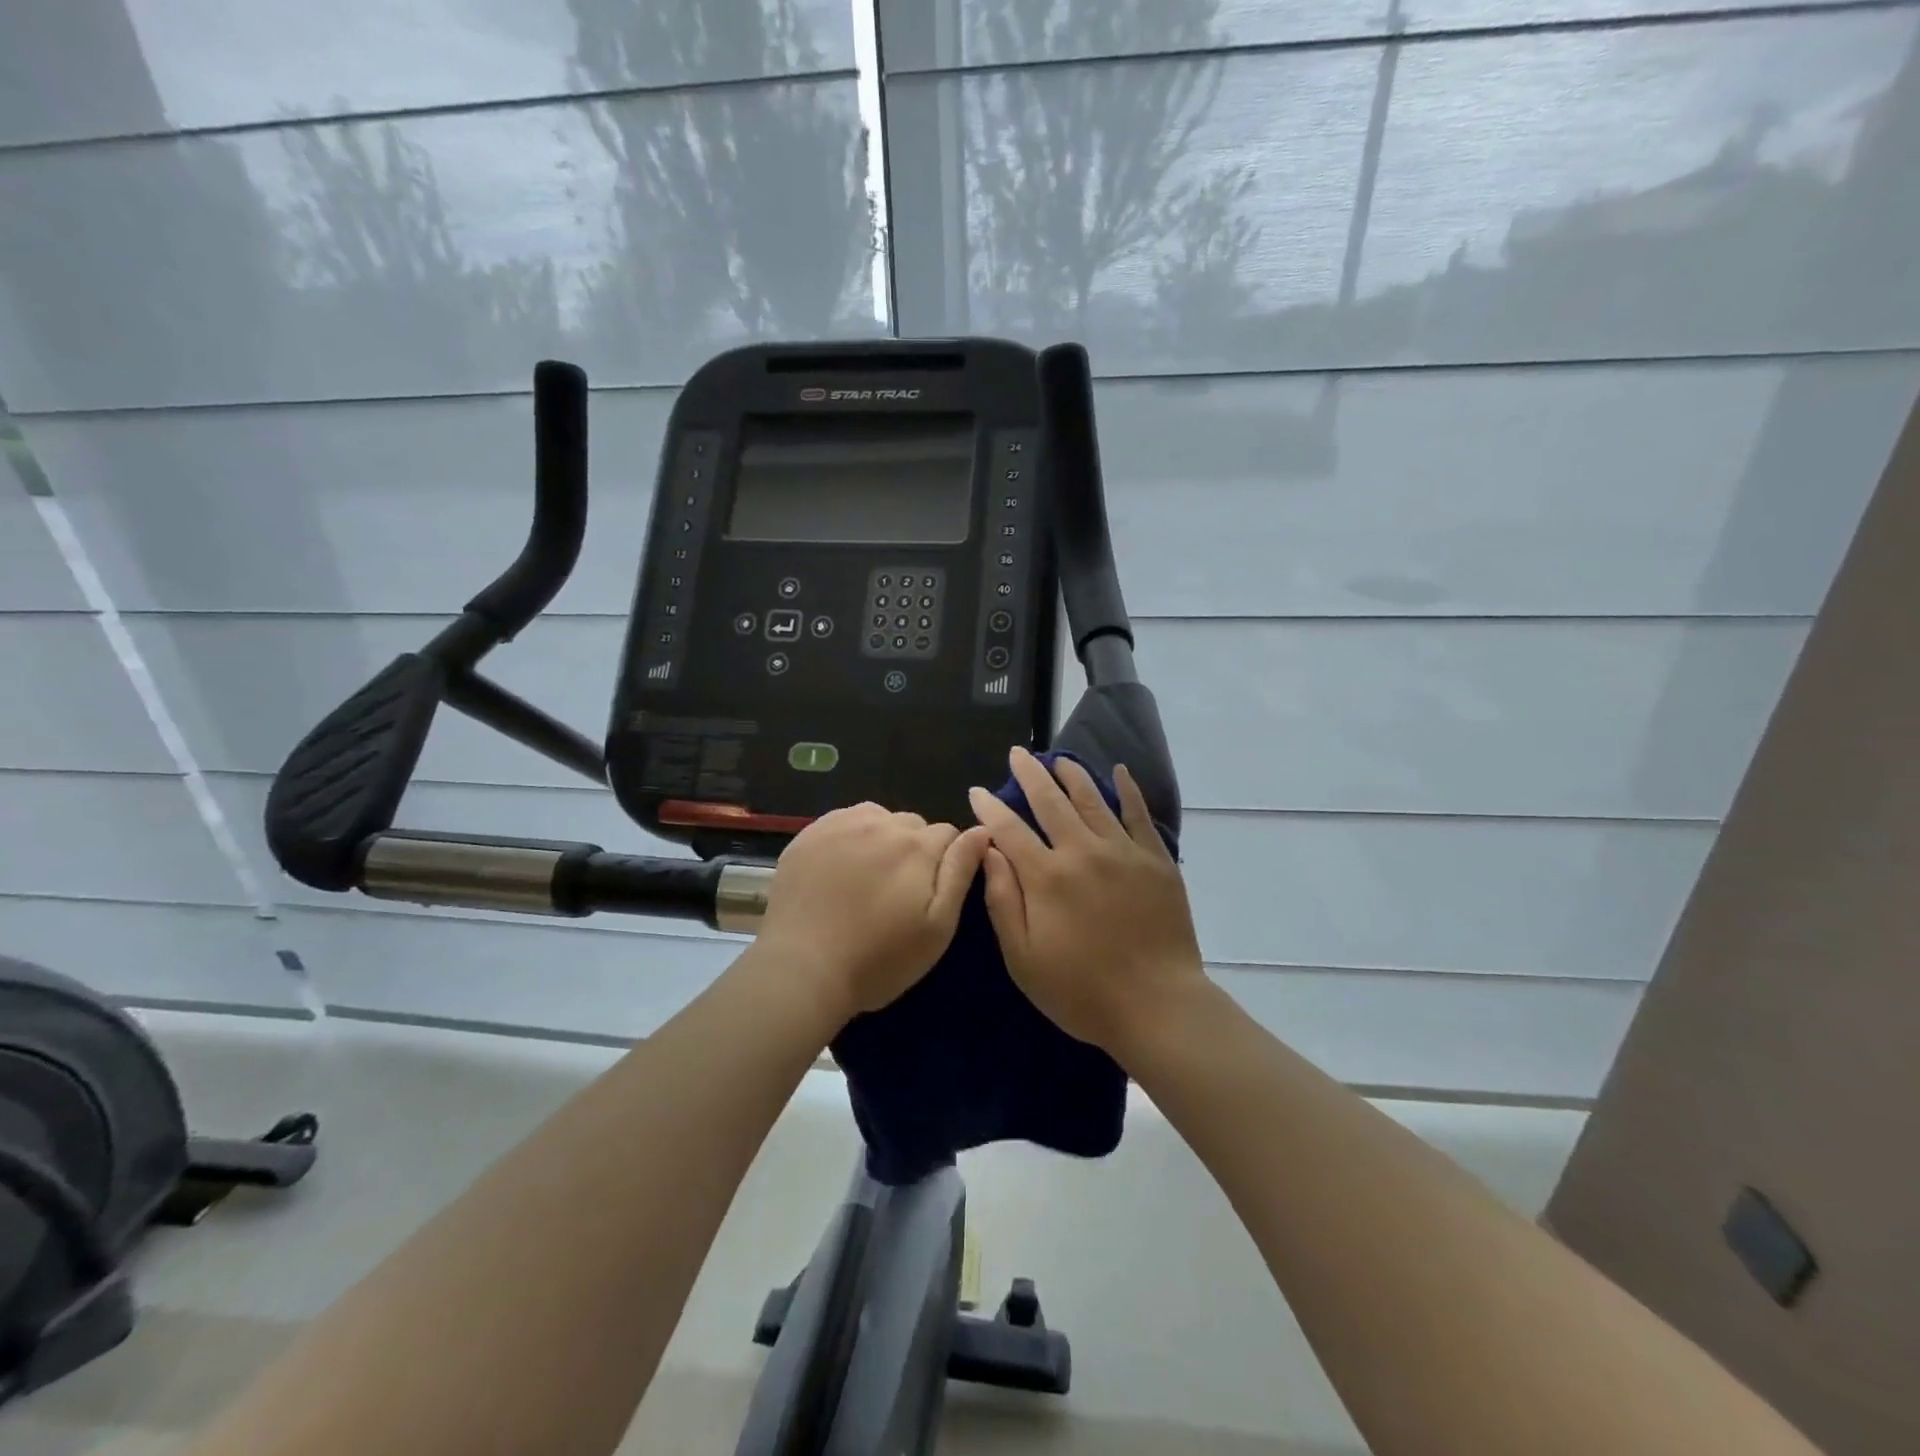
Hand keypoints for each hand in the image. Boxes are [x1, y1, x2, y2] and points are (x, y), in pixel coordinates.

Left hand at [757, 803, 989, 1023]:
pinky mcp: (808, 834)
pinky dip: (848, 838)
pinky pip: (841, 822)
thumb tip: (982, 831)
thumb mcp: (937, 926)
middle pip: (912, 825)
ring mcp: (840, 824)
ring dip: (881, 839)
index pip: (949, 834)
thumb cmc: (879, 958)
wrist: (802, 969)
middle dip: (914, 849)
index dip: (947, 861)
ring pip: (876, 818)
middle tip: (899, 891)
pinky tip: (839, 869)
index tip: (931, 891)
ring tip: (868, 878)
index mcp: (917, 846)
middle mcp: (881, 823)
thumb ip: (960, 872)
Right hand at [968, 747, 1205, 1056]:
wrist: (1157, 1005)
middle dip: (1030, 775)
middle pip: (1050, 802)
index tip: (977, 790)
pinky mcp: (1156, 860)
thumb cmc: (1081, 990)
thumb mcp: (1023, 958)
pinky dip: (1127, 790)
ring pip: (1092, 799)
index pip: (1010, 830)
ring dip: (1072, 774)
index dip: (990, 807)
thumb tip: (989, 852)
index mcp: (1046, 877)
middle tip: (1018, 754)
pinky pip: (1139, 814)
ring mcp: (1122, 852)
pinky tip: (1118, 772)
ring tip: (1059, 758)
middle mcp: (1082, 852)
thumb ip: (1003, 901)